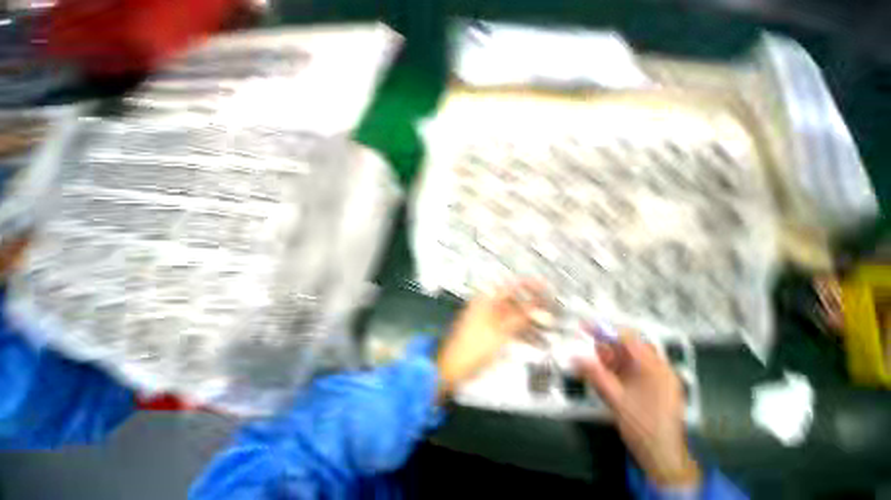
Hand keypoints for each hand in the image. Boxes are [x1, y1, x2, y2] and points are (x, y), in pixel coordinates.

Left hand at [437, 282, 544, 397]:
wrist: (454, 367)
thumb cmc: (474, 347)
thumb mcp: (501, 332)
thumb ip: (521, 317)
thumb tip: (538, 306)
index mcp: (486, 300)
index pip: (511, 285)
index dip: (530, 285)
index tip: (546, 287)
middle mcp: (487, 305)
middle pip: (515, 301)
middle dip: (534, 307)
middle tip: (552, 313)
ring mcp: (488, 319)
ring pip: (514, 315)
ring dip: (531, 322)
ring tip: (549, 329)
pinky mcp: (490, 331)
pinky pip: (509, 327)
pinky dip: (522, 332)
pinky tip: (536, 341)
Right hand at [576, 332, 700, 487]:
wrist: (663, 458)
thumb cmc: (642, 428)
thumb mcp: (615, 400)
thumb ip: (594, 375)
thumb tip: (574, 356)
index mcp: (655, 369)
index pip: (629, 339)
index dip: (605, 330)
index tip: (585, 327)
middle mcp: (661, 370)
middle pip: (631, 346)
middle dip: (608, 346)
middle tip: (590, 350)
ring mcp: (660, 379)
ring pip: (632, 358)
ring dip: (612, 358)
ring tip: (597, 364)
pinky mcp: (656, 388)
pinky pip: (635, 370)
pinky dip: (620, 369)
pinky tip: (609, 376)